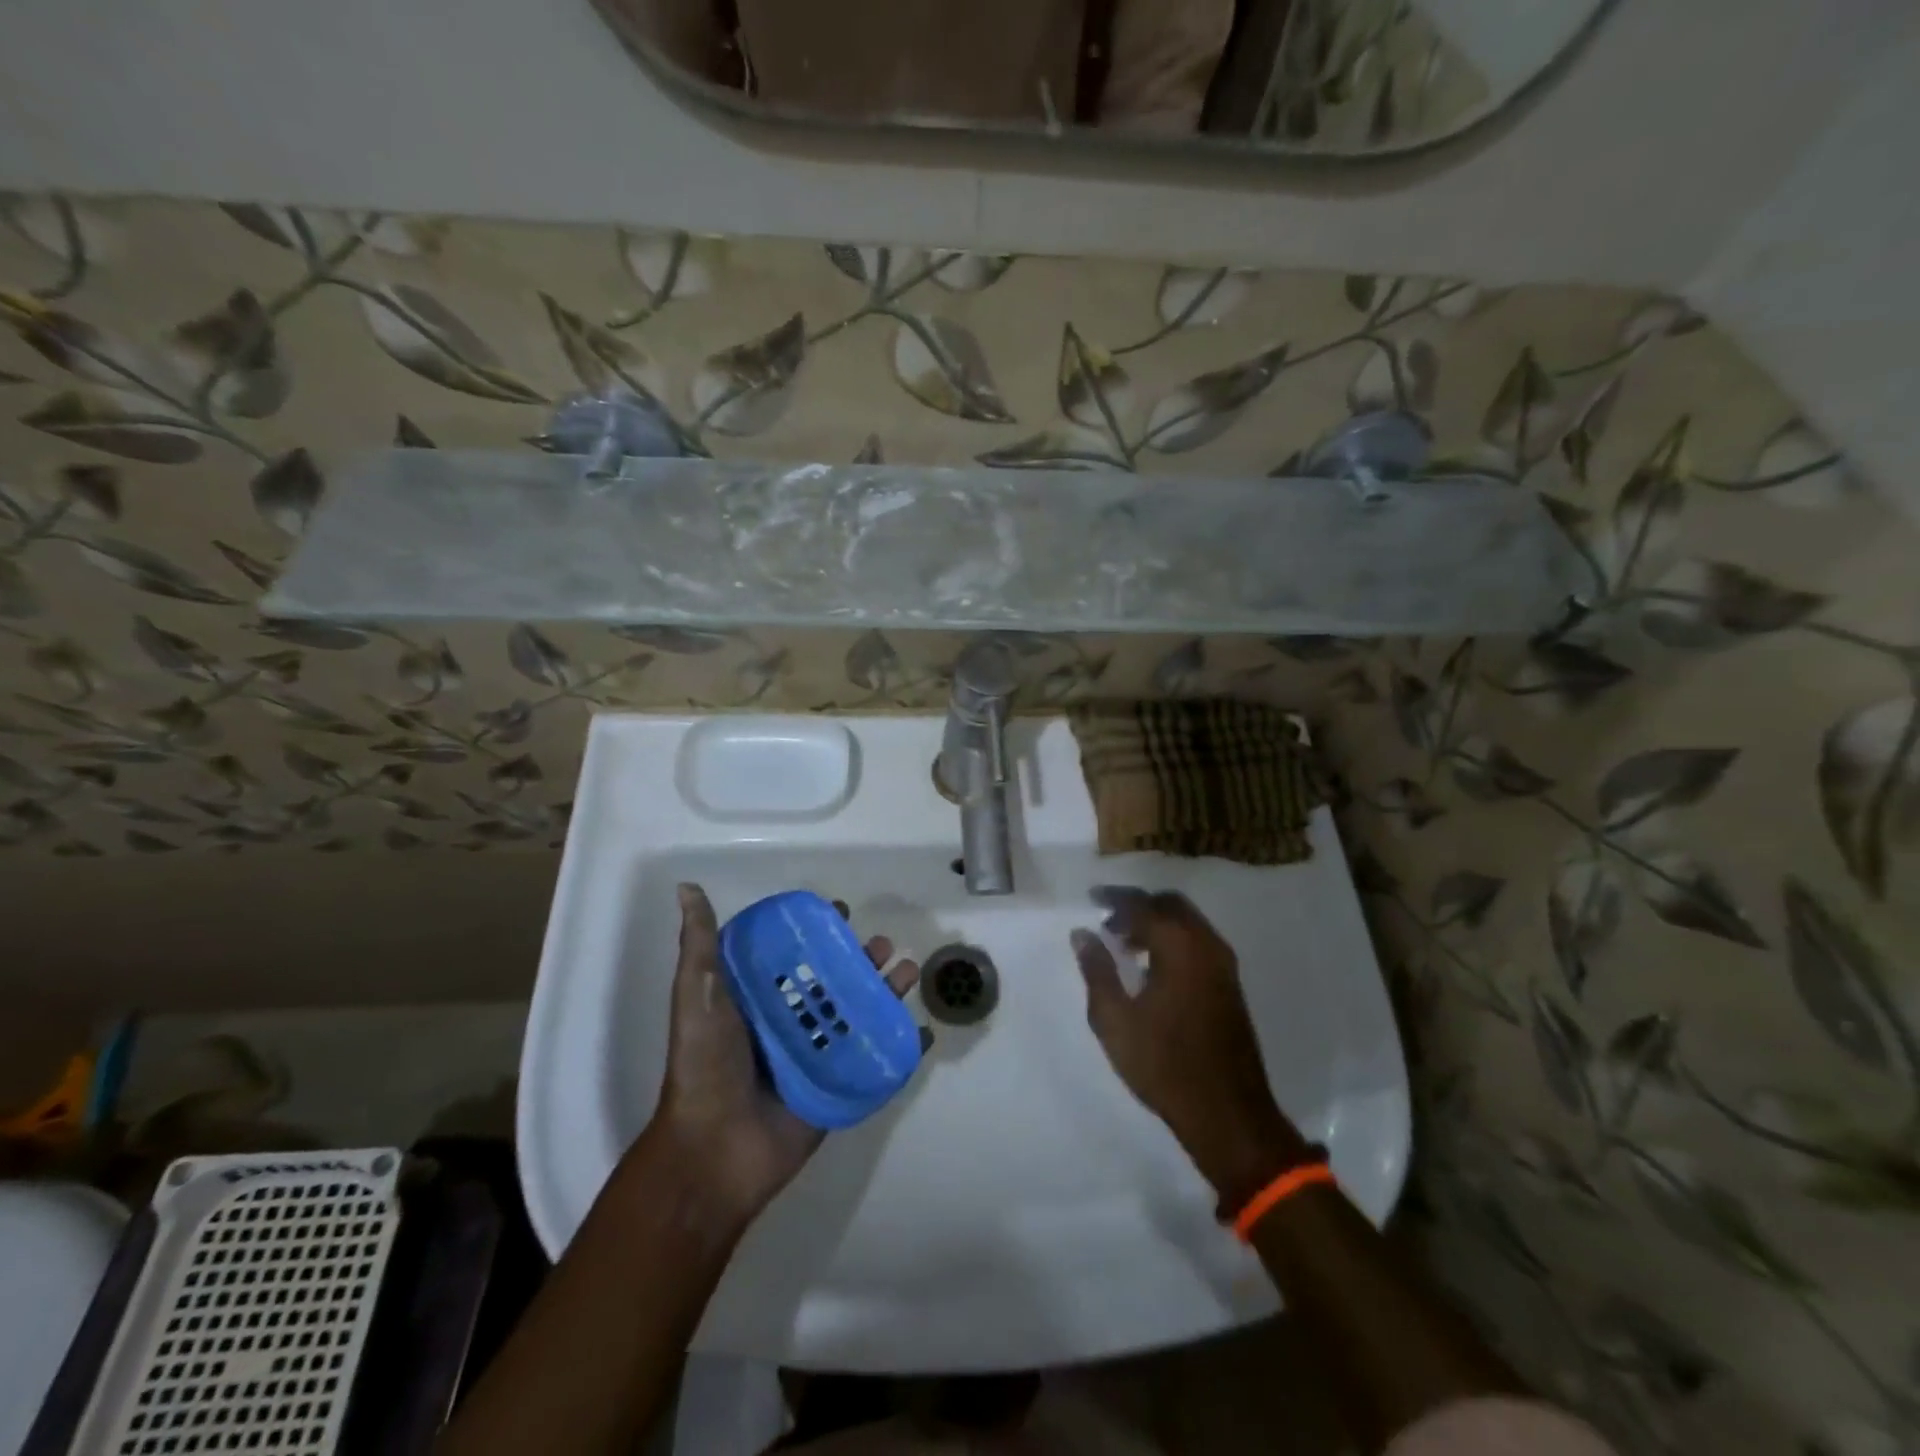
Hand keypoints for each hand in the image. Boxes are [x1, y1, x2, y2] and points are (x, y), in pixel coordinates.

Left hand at [643, 884, 919, 1224]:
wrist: (714, 1152)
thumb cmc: (705, 1065)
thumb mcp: (696, 996)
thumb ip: (698, 945)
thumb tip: (687, 887)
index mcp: (759, 999)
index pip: (796, 955)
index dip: (818, 932)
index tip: (840, 912)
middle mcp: (790, 1023)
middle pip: (835, 982)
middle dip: (861, 960)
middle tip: (883, 945)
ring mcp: (816, 1057)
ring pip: (860, 1015)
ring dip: (887, 993)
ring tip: (909, 972)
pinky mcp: (836, 1088)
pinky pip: (874, 1062)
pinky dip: (901, 1046)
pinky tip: (924, 1030)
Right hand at [1071, 888, 1307, 1206]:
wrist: (1228, 1113)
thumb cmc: (1164, 1064)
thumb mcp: (1114, 1020)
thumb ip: (1097, 970)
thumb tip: (1082, 934)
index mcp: (1179, 946)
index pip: (1142, 905)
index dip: (1114, 898)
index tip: (1092, 898)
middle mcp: (1206, 944)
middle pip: (1171, 905)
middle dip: (1138, 905)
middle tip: (1108, 921)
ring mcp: (1224, 964)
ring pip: (1188, 922)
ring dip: (1157, 923)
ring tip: (1124, 945)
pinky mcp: (1230, 984)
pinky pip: (1199, 942)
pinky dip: (1174, 939)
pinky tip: (1152, 967)